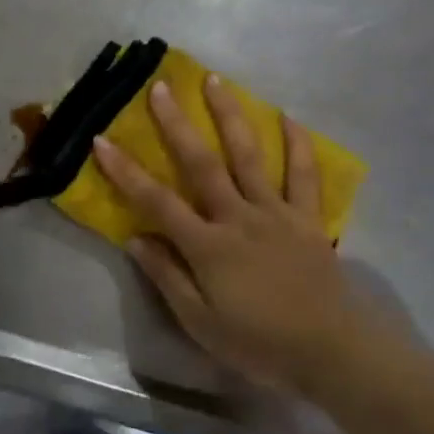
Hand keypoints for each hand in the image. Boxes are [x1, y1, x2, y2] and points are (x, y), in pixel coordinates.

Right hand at [91, 76, 386, 393]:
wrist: (331, 353)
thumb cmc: (259, 344)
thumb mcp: (201, 324)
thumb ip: (167, 277)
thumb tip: (134, 237)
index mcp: (208, 246)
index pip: (157, 201)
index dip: (126, 171)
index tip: (102, 140)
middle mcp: (239, 217)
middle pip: (201, 163)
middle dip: (176, 123)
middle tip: (161, 87)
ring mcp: (276, 212)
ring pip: (249, 155)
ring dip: (230, 115)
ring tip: (215, 80)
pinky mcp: (307, 217)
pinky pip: (303, 174)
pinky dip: (297, 143)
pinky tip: (288, 116)